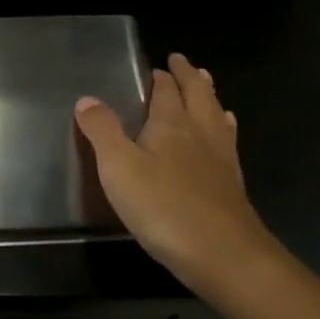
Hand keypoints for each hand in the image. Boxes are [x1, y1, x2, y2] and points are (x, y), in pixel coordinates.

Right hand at [75, 54, 278, 293]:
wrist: (225, 256)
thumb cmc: (164, 207)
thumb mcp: (119, 168)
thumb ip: (102, 131)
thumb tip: (87, 99)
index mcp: (172, 124)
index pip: (167, 91)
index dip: (161, 77)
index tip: (158, 65)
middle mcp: (201, 133)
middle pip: (199, 96)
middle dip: (190, 77)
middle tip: (184, 63)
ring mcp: (222, 159)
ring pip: (217, 116)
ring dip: (210, 97)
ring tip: (207, 85)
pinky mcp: (232, 185)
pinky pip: (227, 142)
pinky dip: (223, 127)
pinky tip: (224, 135)